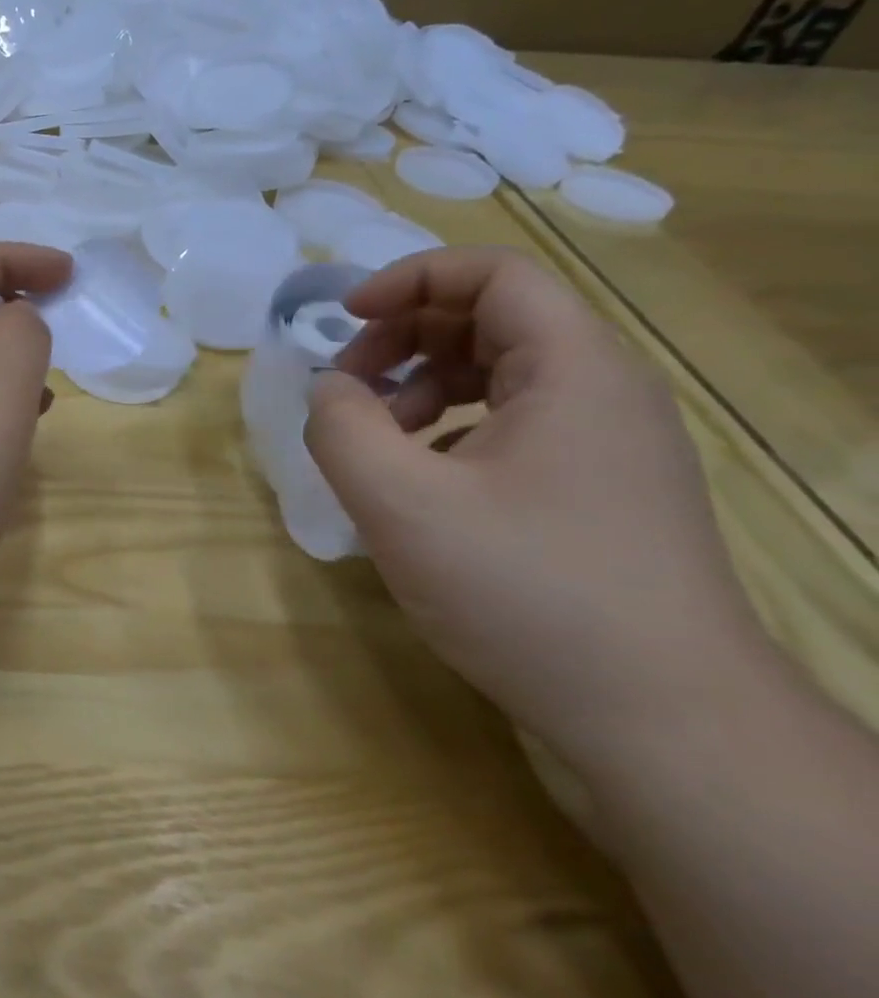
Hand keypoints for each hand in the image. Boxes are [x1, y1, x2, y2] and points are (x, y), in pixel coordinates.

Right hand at [303, 247, 774, 769]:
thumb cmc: (527, 593)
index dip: (408, 279)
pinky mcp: (601, 492)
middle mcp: (603, 392)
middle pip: (492, 319)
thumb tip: (332, 391)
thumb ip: (342, 427)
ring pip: (500, 374)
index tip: (344, 318)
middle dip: (404, 337)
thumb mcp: (399, 503)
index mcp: (573, 370)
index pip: (493, 274)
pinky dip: (450, 430)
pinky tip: (418, 482)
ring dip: (421, 386)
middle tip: (347, 386)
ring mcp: (609, 446)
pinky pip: (514, 426)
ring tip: (376, 440)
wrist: (666, 723)